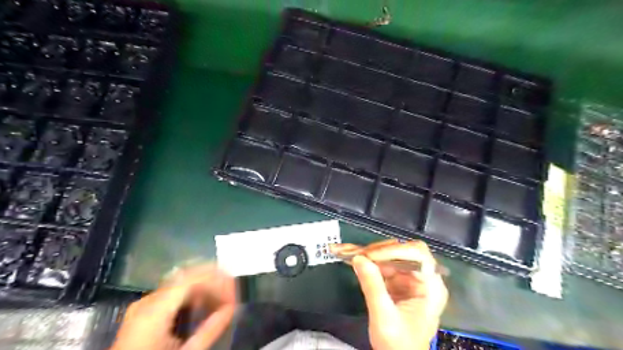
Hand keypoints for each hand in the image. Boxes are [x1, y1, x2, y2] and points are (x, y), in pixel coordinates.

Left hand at [110, 263, 235, 349]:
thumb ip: (210, 330)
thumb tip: (232, 308)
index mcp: (154, 310)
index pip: (191, 278)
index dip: (216, 277)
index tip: (234, 287)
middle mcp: (148, 301)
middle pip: (187, 277)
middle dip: (213, 281)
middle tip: (232, 291)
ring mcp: (144, 305)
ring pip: (181, 284)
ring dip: (204, 287)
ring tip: (223, 298)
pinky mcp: (145, 312)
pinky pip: (173, 294)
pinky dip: (192, 296)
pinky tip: (205, 305)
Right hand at [330, 240, 448, 349]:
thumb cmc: (399, 345)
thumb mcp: (384, 318)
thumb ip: (372, 287)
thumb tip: (359, 258)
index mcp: (430, 287)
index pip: (418, 255)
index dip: (395, 251)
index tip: (371, 257)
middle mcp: (422, 278)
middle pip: (402, 251)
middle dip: (378, 251)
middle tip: (356, 254)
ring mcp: (408, 279)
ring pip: (389, 255)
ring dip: (368, 253)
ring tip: (347, 251)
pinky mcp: (396, 282)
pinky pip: (381, 265)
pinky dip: (366, 261)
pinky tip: (351, 256)